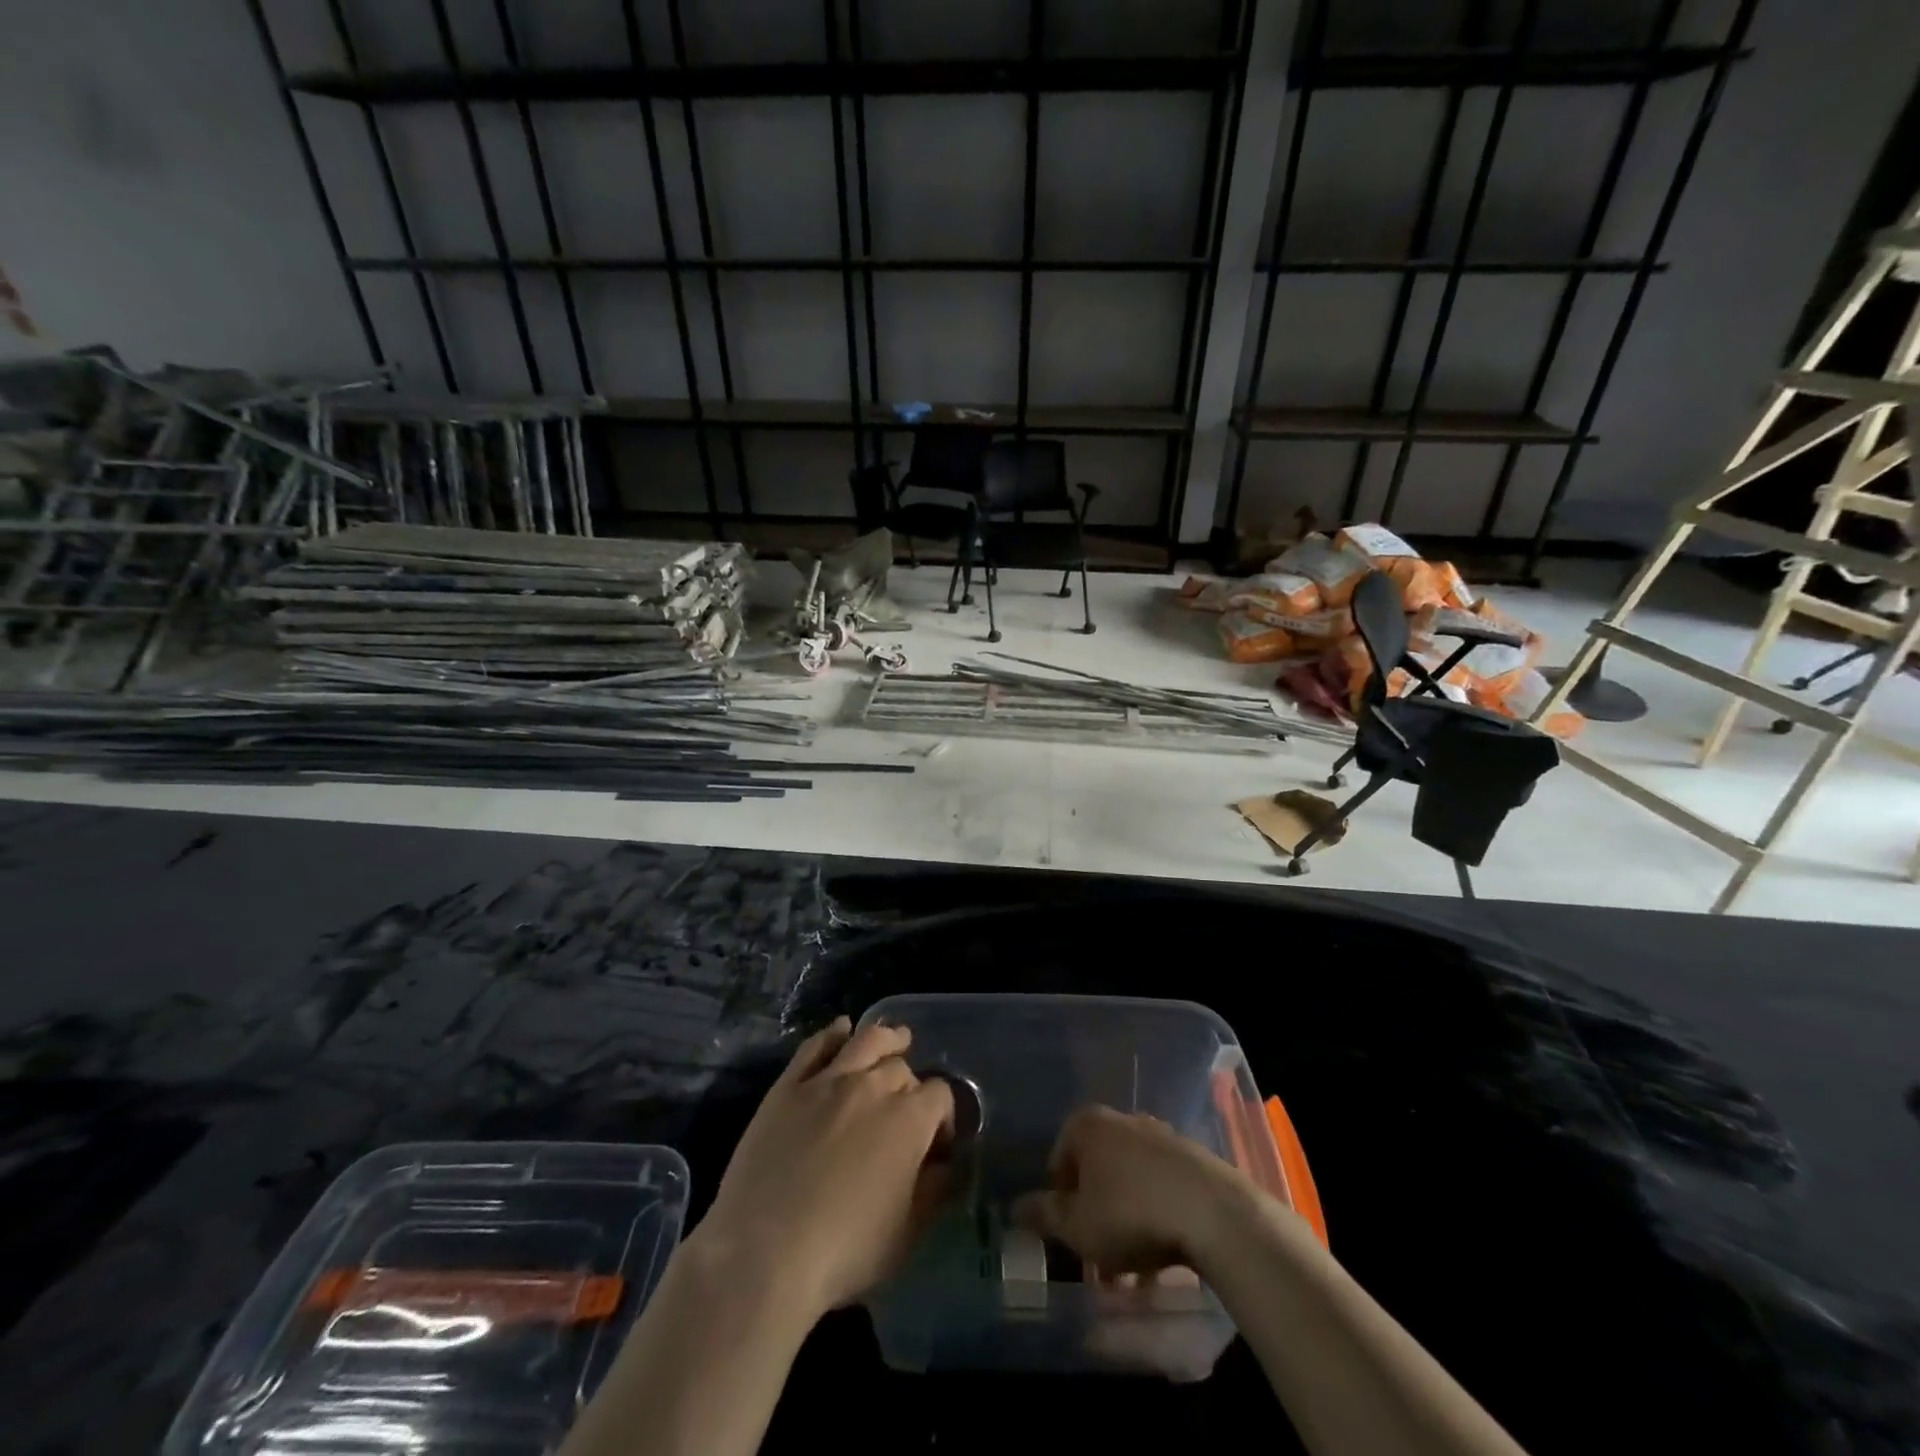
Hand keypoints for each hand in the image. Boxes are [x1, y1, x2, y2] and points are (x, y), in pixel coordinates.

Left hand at [691, 1017, 954, 1326]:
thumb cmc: (844, 1251)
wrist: (763, 1253)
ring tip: (895, 1038)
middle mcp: (873, 1086)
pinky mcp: (788, 1085)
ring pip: (866, 1041)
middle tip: (903, 1111)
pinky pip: (815, 1046)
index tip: (935, 1143)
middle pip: (902, 1068)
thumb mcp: (907, 1234)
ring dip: (886, 1038)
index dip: (944, 1117)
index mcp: (909, 1119)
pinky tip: (840, 1030)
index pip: (941, 1096)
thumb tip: (944, 1164)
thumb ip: (934, 1190)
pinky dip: (832, 1033)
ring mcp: (827, 1080)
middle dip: (910, 1086)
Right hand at [1012, 1104, 1252, 1275]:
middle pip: (1097, 1172)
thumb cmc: (1130, 1214)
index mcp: (1088, 1125)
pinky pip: (1161, 1190)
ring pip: (1130, 1185)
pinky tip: (1162, 1262)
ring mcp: (1160, 1137)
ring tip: (1133, 1276)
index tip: (1069, 1235)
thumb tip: (1012, 1207)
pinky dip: (1155, 1219)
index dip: (1059, 1200)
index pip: (1059, 1158)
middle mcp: (1122, 1121)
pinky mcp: (1192, 1159)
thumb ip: (1043, 1215)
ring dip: (1125, 1226)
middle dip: (1094, 1217)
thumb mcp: (1077, 1225)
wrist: (1213, 1213)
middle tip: (1099, 1263)